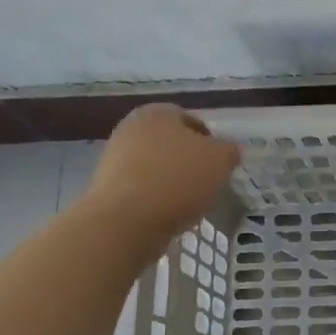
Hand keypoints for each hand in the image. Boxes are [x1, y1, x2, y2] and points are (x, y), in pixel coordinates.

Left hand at [80, 104, 240, 249]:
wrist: (125, 221)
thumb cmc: (177, 179)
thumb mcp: (220, 160)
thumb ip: (229, 151)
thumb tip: (227, 152)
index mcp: (157, 113)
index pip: (192, 121)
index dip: (211, 142)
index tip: (220, 165)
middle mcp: (131, 128)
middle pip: (172, 144)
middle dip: (190, 162)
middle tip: (207, 183)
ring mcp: (114, 158)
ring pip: (156, 167)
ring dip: (173, 181)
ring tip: (188, 203)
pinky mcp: (106, 187)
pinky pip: (142, 188)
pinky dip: (156, 198)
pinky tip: (167, 214)